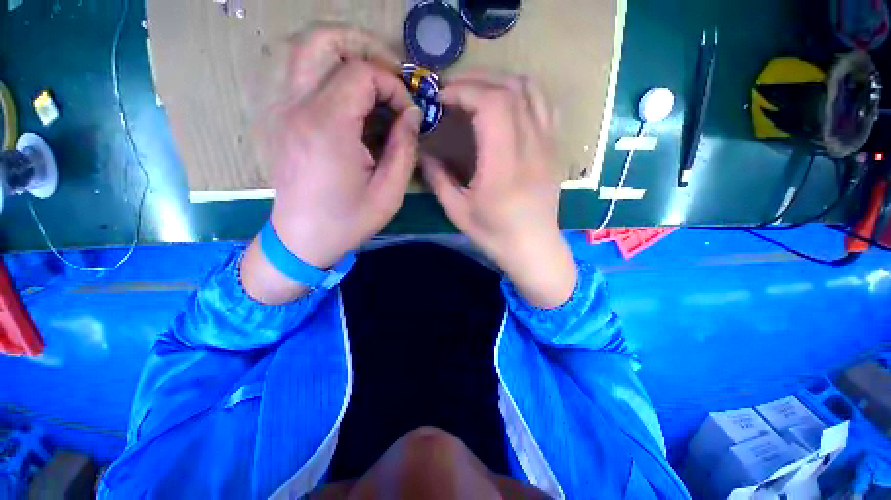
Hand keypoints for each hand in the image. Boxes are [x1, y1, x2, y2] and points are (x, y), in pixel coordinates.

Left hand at [242, 27, 422, 303]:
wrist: (302, 240)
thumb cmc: (348, 221)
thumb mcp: (389, 193)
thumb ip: (405, 149)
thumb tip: (412, 115)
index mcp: (328, 127)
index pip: (362, 74)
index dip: (393, 86)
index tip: (407, 113)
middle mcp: (298, 107)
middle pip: (324, 41)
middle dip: (365, 47)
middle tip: (390, 71)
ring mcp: (282, 109)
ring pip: (305, 50)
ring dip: (342, 52)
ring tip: (371, 76)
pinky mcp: (280, 118)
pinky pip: (299, 73)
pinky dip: (327, 70)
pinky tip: (348, 96)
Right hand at [421, 74, 576, 307]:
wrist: (534, 248)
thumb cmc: (495, 235)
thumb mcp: (458, 212)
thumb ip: (438, 179)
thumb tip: (424, 153)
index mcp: (504, 165)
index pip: (492, 104)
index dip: (464, 91)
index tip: (442, 99)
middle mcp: (531, 147)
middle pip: (510, 89)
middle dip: (476, 81)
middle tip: (453, 92)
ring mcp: (547, 145)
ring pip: (531, 90)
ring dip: (500, 82)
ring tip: (476, 93)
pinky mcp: (553, 149)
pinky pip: (543, 105)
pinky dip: (521, 94)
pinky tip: (505, 106)